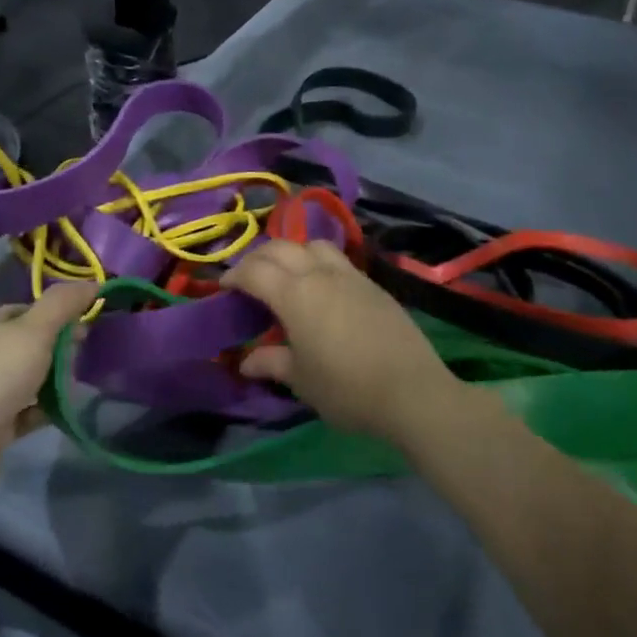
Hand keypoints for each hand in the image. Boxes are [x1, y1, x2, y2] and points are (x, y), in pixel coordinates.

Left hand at [0, 282, 97, 492]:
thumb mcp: (35, 329)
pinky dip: (47, 410)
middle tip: (86, 357)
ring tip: (82, 384)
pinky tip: (66, 412)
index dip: (61, 313)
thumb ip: (63, 304)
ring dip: (57, 381)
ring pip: (33, 378)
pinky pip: (29, 411)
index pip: (32, 310)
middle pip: (34, 344)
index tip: (89, 323)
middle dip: (62, 348)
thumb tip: (92, 283)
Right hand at [220, 241, 466, 444]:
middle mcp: (320, 274)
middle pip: (281, 248)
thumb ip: (271, 362)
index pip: (254, 271)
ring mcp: (350, 275)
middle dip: (258, 258)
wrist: (412, 391)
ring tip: (286, 275)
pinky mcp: (373, 284)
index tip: (224, 287)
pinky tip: (320, 287)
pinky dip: (317, 262)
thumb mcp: (301, 380)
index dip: (234, 275)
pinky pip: (337, 259)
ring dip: (292, 252)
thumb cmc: (346, 388)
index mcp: (294, 294)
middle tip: (248, 278)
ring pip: (312, 245)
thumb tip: (246, 361)